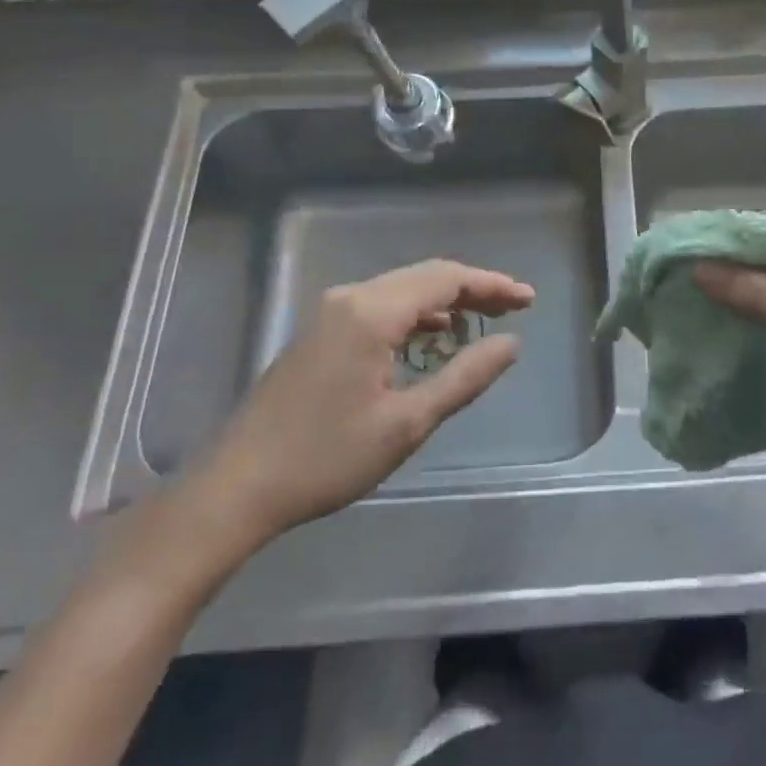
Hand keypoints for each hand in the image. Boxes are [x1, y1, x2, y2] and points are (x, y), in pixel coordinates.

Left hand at [194, 260, 534, 543]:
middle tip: (515, 306)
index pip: (446, 279)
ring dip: (445, 301)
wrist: (237, 488)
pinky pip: (381, 306)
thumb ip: (465, 377)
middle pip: (425, 277)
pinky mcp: (320, 332)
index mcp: (371, 312)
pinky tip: (433, 337)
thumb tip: (511, 343)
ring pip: (403, 290)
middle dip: (473, 289)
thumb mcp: (407, 423)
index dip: (492, 285)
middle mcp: (350, 298)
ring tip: (484, 321)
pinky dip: (416, 315)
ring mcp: (330, 313)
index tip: (528, 299)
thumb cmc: (327, 458)